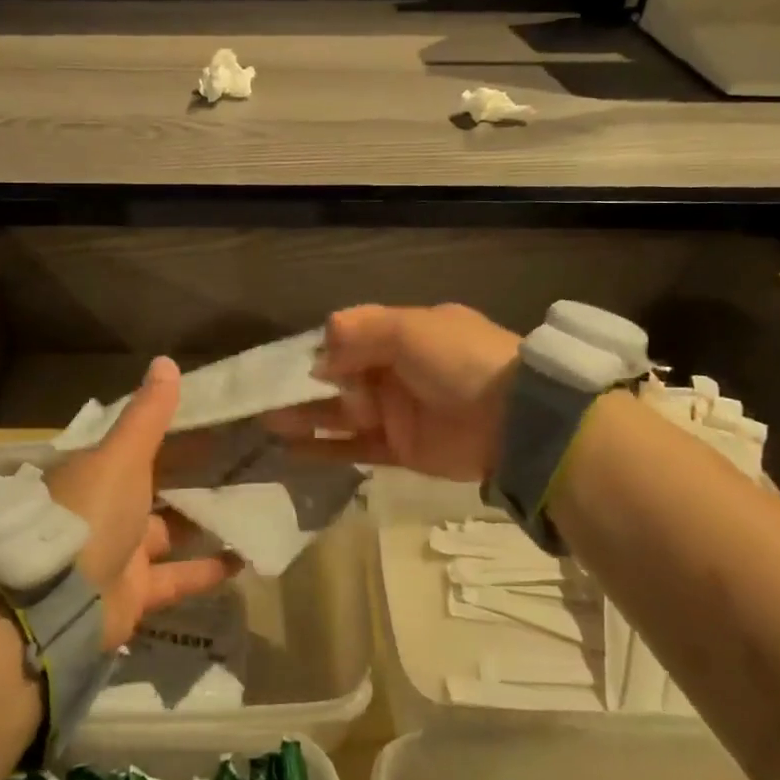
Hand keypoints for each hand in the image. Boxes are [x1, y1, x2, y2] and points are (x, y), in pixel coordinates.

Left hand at [48, 356, 241, 648]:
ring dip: (201, 523)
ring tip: (247, 505)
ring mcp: (118, 553)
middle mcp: (104, 509)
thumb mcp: (122, 456)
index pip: (135, 444)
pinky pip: (176, 577)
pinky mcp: (134, 593)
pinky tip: (244, 558)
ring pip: (167, 532)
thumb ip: (148, 415)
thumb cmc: (91, 514)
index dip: (169, 431)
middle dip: (189, 477)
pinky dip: (206, 570)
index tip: (210, 421)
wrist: (56, 603)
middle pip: (152, 487)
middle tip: (238, 460)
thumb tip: (165, 361)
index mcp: (95, 472)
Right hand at [265, 304, 521, 481]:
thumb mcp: (411, 329)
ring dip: (306, 416)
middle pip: (341, 377)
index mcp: (404, 335)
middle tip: (264, 396)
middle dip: (304, 386)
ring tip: (267, 421)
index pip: (352, 338)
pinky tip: (291, 449)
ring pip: (341, 413)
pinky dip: (324, 448)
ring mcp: (397, 412)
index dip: (321, 350)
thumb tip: (321, 347)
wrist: (515, 421)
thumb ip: (362, 331)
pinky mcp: (399, 450)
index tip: (288, 362)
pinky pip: (354, 448)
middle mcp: (397, 371)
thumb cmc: (459, 361)